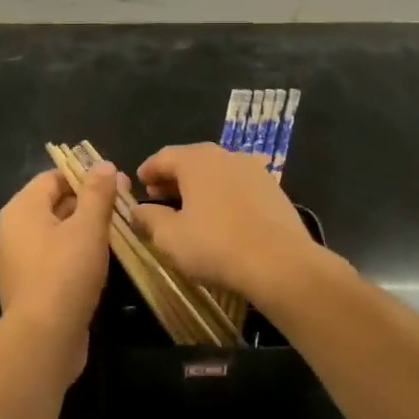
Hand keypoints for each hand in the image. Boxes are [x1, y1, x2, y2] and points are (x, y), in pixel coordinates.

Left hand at [0, 163, 117, 383]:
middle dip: (90, 202)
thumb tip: (103, 164)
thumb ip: (97, 193)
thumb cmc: (65, 273)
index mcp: (22, 209)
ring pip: (59, 233)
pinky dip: (79, 255)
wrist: (43, 339)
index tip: (117, 183)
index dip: (85, 175)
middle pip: (55, 204)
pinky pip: (58, 259)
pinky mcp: (33, 287)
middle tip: (125, 206)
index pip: (53, 177)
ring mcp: (22, 261)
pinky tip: (104, 262)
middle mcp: (15, 231)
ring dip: (87, 230)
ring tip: (121, 232)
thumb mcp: (88, 227)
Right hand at [134, 143, 317, 297]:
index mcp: (197, 160)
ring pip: (218, 172)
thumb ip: (149, 218)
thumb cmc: (216, 245)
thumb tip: (137, 209)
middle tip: (159, 195)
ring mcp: (254, 170)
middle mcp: (226, 155)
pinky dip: (223, 194)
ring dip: (200, 186)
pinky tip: (221, 216)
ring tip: (189, 207)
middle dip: (173, 177)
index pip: (164, 156)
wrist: (281, 263)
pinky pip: (239, 186)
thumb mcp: (170, 237)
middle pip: (192, 160)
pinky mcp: (274, 189)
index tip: (139, 182)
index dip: (148, 169)